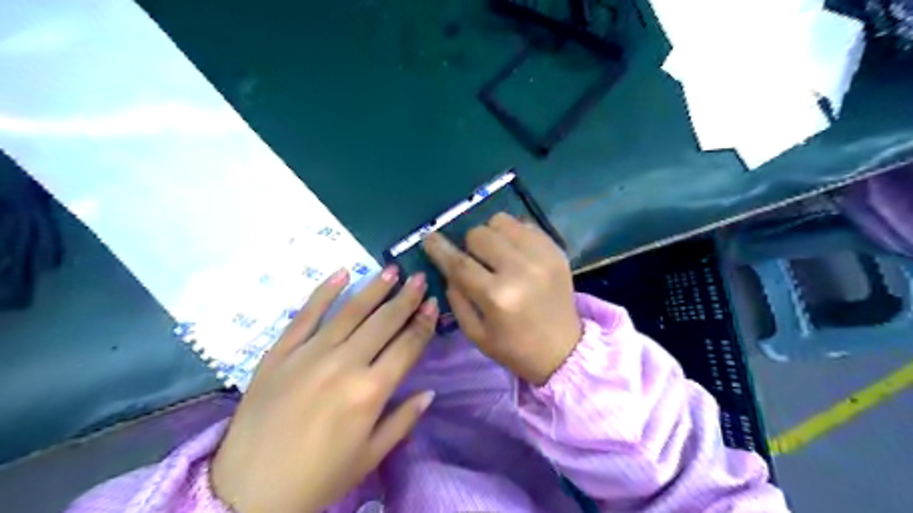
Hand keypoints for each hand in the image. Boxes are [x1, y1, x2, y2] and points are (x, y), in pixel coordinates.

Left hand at [214, 268, 442, 512]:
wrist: (247, 492)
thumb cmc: (318, 478)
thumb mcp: (370, 456)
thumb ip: (404, 420)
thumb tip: (429, 392)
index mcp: (371, 391)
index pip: (407, 345)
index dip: (423, 322)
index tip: (433, 303)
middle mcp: (344, 363)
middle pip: (383, 322)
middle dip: (406, 298)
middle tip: (419, 278)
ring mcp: (309, 354)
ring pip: (350, 311)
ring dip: (374, 288)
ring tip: (391, 270)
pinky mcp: (280, 352)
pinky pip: (306, 314)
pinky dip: (324, 292)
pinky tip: (342, 273)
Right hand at [425, 210, 579, 384]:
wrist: (564, 350)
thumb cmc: (514, 347)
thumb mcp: (475, 333)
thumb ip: (456, 297)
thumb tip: (447, 266)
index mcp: (497, 297)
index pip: (459, 263)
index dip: (440, 248)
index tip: (428, 238)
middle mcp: (520, 270)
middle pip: (479, 234)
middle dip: (469, 246)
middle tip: (476, 261)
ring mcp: (542, 256)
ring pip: (501, 221)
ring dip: (491, 235)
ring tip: (497, 254)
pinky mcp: (556, 250)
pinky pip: (524, 224)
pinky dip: (513, 234)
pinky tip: (516, 253)